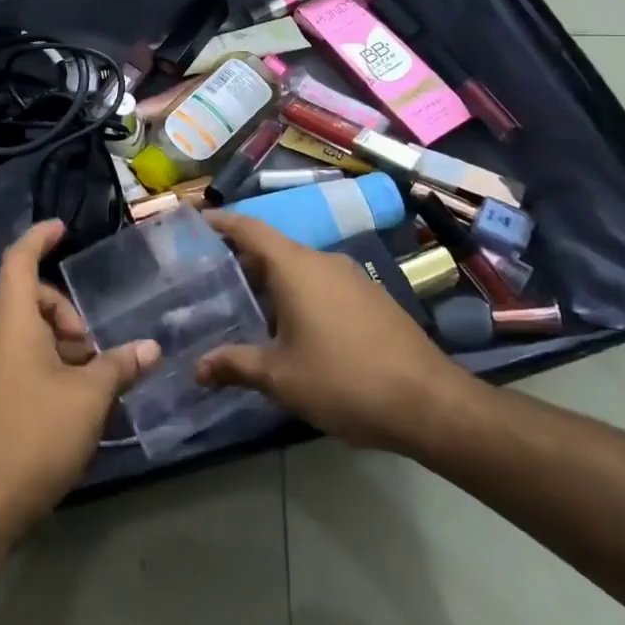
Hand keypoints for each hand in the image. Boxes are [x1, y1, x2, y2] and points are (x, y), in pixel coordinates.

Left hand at [0, 221, 159, 546]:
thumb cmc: (34, 434)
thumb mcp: (88, 398)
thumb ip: (119, 367)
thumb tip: (150, 347)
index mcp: (11, 321)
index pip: (20, 259)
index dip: (40, 238)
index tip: (63, 229)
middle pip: (30, 300)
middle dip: (66, 313)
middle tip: (93, 349)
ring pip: (26, 335)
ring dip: (60, 346)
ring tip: (90, 382)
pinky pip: (19, 362)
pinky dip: (47, 367)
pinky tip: (72, 405)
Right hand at [195, 211, 473, 454]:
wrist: (430, 404)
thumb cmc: (344, 380)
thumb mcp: (280, 378)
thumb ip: (235, 366)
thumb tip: (197, 369)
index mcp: (295, 267)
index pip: (250, 229)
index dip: (221, 223)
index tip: (195, 221)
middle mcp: (323, 261)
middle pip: (272, 249)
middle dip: (240, 261)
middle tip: (209, 279)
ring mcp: (351, 277)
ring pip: (299, 269)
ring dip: (271, 283)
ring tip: (244, 307)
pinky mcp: (371, 298)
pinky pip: (322, 284)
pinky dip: (298, 295)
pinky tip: (291, 329)